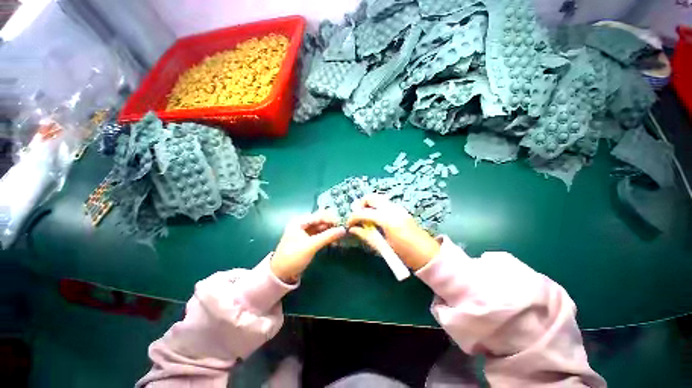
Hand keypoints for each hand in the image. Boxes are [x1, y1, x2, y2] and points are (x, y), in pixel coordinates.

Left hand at [271, 212, 345, 282]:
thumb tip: (344, 229)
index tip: (345, 224)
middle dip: (332, 225)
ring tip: (343, 236)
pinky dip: (326, 238)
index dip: (332, 219)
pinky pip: (318, 237)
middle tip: (346, 230)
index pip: (319, 216)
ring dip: (330, 232)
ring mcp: (303, 234)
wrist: (280, 273)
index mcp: (299, 222)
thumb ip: (327, 236)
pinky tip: (335, 241)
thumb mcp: (311, 246)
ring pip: (320, 229)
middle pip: (320, 221)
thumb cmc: (293, 257)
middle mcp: (301, 225)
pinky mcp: (306, 243)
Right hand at [347, 194, 439, 270]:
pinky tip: (376, 221)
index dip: (353, 217)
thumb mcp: (384, 248)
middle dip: (360, 204)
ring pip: (380, 200)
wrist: (427, 255)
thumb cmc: (406, 255)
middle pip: (372, 198)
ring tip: (364, 220)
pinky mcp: (403, 212)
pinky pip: (386, 205)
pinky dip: (377, 209)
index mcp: (387, 220)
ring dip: (369, 206)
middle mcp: (393, 210)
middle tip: (355, 216)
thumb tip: (353, 229)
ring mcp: (399, 209)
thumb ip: (368, 237)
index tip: (348, 225)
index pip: (363, 212)